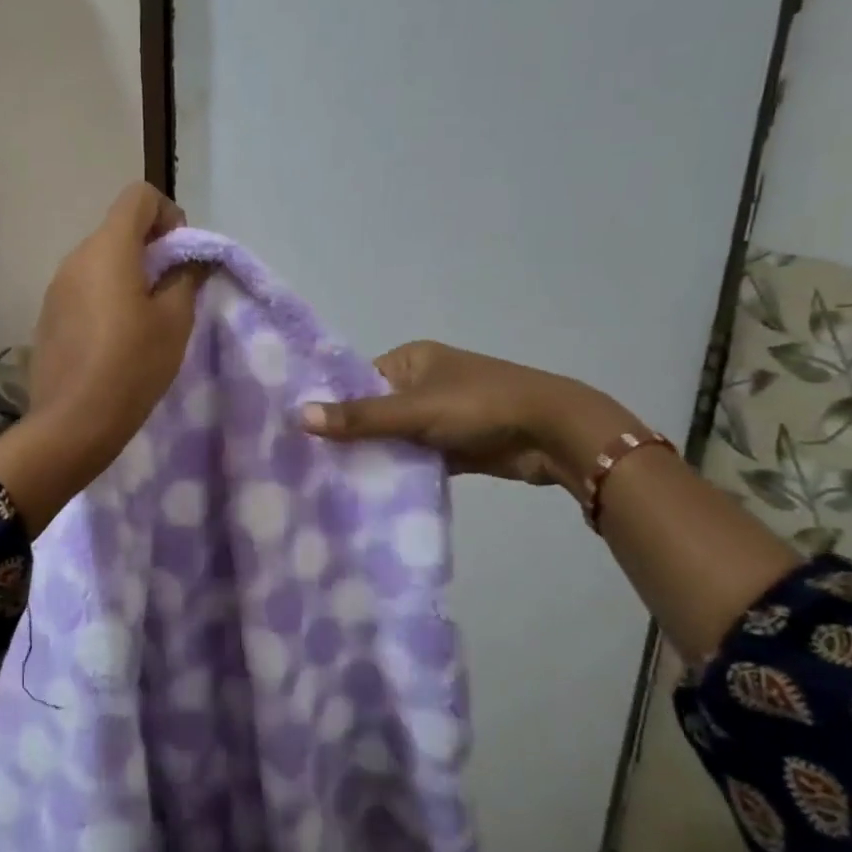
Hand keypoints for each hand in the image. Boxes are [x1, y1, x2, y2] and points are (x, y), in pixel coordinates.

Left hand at [28, 182, 204, 447]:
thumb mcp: (174, 321)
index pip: (139, 196)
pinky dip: (107, 296)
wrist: (72, 422)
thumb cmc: (132, 365)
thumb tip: (191, 258)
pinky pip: (85, 287)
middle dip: (152, 249)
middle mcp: (76, 256)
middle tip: (173, 293)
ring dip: (130, 274)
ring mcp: (57, 286)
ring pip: (102, 260)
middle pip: (119, 228)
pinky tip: (117, 339)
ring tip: (147, 320)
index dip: (168, 215)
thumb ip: (187, 277)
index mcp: (108, 248)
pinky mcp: (49, 313)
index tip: (181, 257)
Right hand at [301, 340, 639, 491]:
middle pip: (373, 410)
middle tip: (310, 464)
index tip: (300, 435)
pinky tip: (370, 491)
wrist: (553, 432)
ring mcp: (438, 415)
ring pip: (393, 437)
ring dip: (375, 456)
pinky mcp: (453, 445)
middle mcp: (421, 383)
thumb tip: (298, 416)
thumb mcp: (414, 410)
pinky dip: (400, 470)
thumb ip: (359, 417)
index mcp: (411, 360)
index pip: (357, 381)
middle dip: (350, 436)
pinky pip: (415, 457)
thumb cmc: (479, 406)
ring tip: (331, 481)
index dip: (331, 405)